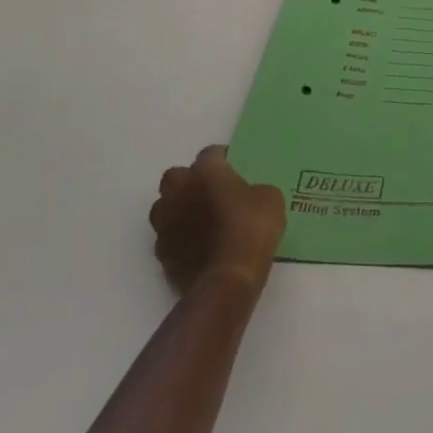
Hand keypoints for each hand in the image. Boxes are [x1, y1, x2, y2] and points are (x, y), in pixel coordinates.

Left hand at [149, 145, 285, 294]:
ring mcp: (165, 224)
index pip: (210, 153)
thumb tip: (249, 195)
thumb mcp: (270, 199)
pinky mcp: (161, 253)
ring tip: (201, 220)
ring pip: (165, 206)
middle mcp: (178, 192)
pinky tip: (198, 246)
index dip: (224, 158)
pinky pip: (168, 236)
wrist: (228, 278)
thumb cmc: (251, 229)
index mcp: (205, 172)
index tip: (236, 167)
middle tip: (212, 191)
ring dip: (179, 208)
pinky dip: (180, 237)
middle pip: (177, 176)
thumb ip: (255, 189)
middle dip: (191, 180)